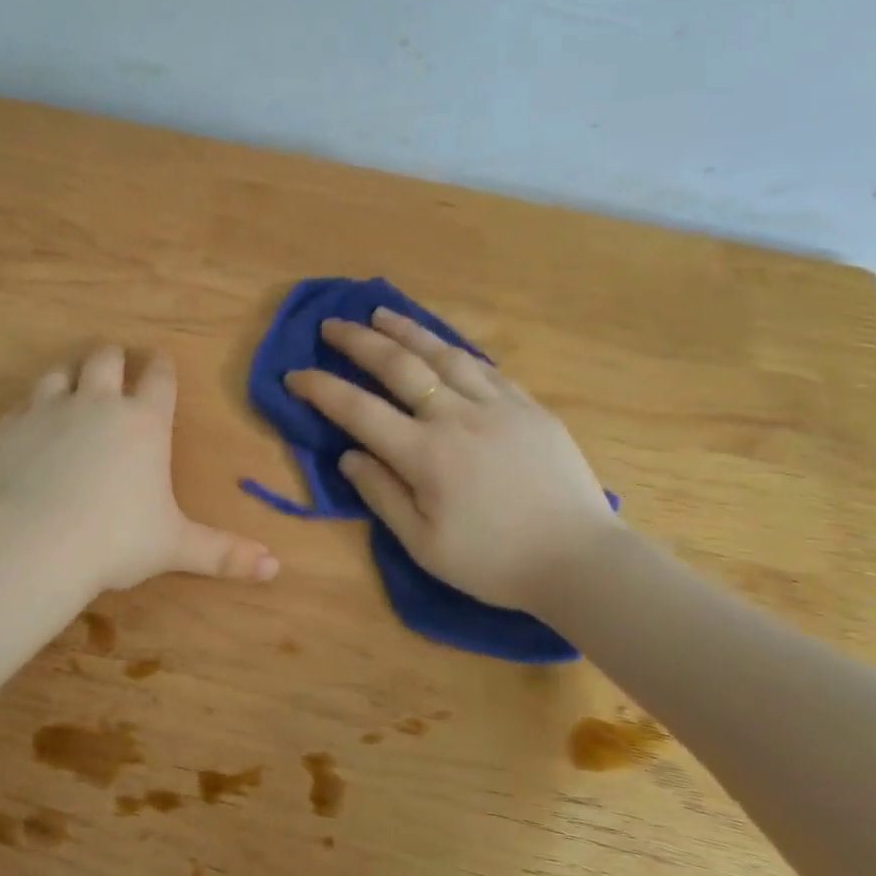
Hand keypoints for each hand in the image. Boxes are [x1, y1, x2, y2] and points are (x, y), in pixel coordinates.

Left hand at [0, 346, 279, 593]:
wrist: (33, 545)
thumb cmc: (116, 541)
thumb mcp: (175, 547)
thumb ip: (224, 553)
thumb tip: (274, 567)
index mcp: (144, 423)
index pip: (159, 378)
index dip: (162, 367)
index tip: (161, 360)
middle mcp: (97, 405)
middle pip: (105, 358)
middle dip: (113, 358)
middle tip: (115, 365)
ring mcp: (48, 412)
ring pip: (60, 373)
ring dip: (70, 375)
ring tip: (72, 385)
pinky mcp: (10, 429)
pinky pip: (21, 405)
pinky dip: (31, 410)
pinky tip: (31, 425)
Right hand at [284, 308, 617, 610]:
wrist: (581, 560)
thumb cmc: (494, 562)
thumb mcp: (424, 544)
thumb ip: (382, 495)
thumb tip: (348, 456)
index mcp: (425, 455)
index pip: (358, 410)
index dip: (321, 389)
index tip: (294, 374)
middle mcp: (457, 417)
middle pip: (399, 366)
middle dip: (358, 341)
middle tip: (331, 324)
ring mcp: (498, 406)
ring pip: (444, 354)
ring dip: (407, 331)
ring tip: (381, 313)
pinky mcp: (529, 407)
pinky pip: (484, 367)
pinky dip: (454, 350)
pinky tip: (442, 345)